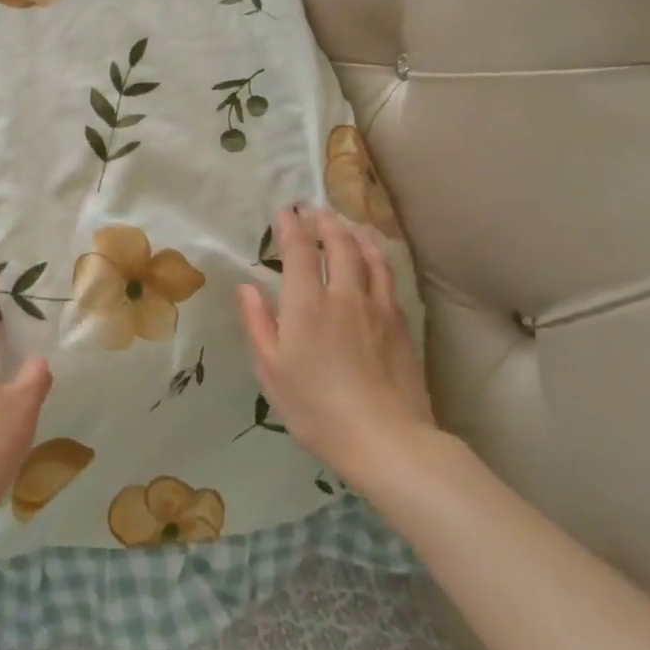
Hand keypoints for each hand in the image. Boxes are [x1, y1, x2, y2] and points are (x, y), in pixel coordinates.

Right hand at [238, 206, 437, 497]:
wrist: (386, 439)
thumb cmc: (316, 408)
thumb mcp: (272, 370)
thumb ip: (259, 323)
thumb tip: (248, 287)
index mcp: (307, 305)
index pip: (300, 251)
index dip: (291, 227)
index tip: (285, 212)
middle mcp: (345, 295)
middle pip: (340, 244)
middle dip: (325, 222)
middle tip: (315, 211)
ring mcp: (378, 308)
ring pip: (371, 256)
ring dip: (356, 233)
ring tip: (348, 224)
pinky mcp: (401, 324)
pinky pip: (388, 277)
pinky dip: (378, 257)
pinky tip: (375, 260)